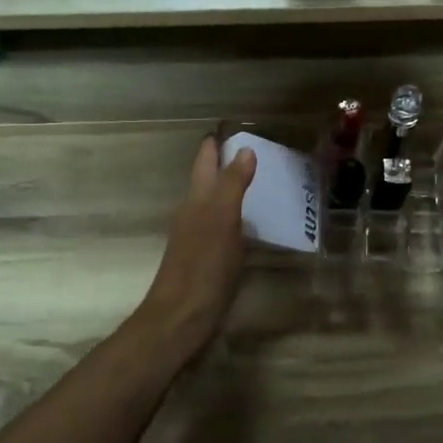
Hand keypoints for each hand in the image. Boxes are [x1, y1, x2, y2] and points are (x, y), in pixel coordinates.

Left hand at [134, 136, 255, 355]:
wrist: (180, 316)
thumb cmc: (202, 265)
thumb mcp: (222, 220)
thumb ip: (233, 185)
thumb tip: (244, 150)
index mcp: (197, 199)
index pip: (205, 160)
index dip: (216, 143)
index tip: (236, 126)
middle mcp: (194, 213)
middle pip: (208, 180)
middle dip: (227, 163)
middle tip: (258, 150)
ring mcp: (198, 237)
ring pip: (215, 203)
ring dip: (233, 190)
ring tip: (261, 181)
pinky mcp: (206, 259)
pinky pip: (223, 227)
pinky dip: (237, 217)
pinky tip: (252, 224)